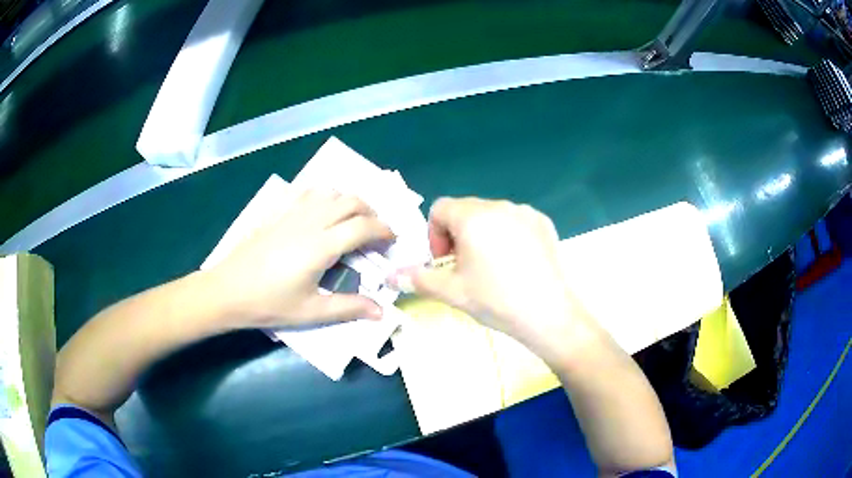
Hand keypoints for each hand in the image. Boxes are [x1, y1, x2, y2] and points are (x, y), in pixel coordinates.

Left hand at [208, 189, 393, 327]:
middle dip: (371, 212)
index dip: (383, 230)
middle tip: (375, 232)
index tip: (391, 240)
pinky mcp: (276, 212)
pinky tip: (319, 211)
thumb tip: (381, 312)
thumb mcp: (311, 312)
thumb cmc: (269, 303)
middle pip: (351, 201)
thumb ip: (348, 308)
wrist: (228, 290)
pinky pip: (305, 192)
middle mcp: (310, 221)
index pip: (363, 226)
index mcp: (321, 245)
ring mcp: (291, 213)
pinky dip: (322, 196)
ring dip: (348, 201)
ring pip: (330, 192)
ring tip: (351, 220)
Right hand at [392, 197, 600, 361]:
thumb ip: (417, 279)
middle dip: (457, 235)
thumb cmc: (496, 300)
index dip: (434, 234)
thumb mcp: (452, 292)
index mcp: (473, 216)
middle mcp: (499, 205)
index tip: (444, 261)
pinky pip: (515, 221)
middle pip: (466, 210)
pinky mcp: (544, 223)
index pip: (440, 208)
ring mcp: (526, 212)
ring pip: (491, 216)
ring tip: (492, 268)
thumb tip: (390, 277)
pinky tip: (516, 264)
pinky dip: (507, 236)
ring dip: (482, 235)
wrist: (549, 314)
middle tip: (466, 268)